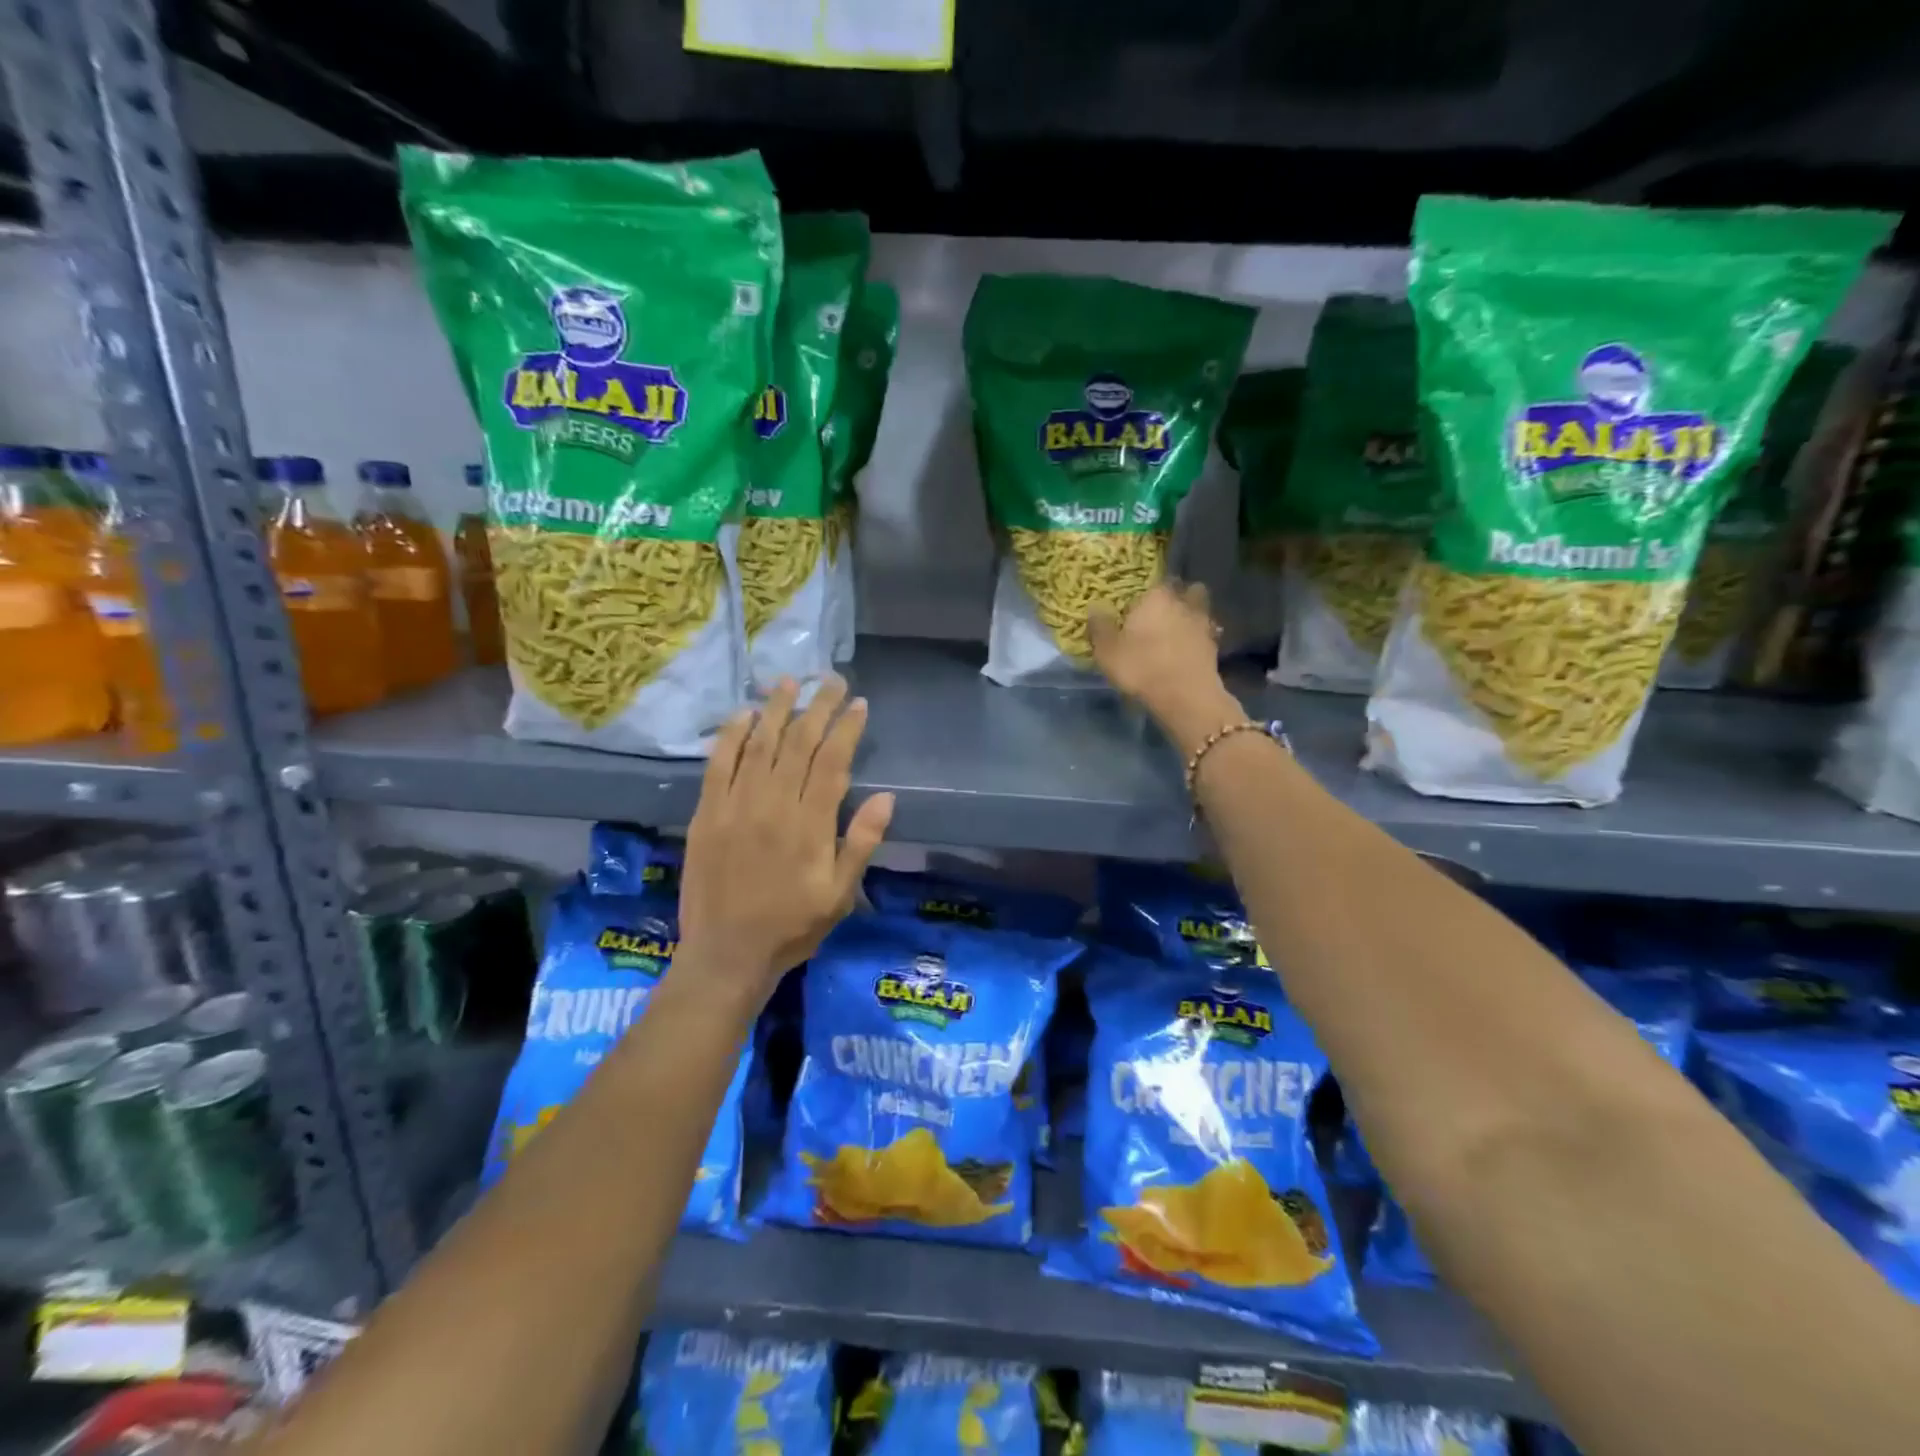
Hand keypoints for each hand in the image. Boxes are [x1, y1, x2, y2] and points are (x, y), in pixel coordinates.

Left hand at [678, 676, 894, 994]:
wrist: (726, 954)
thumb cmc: (792, 927)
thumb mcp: (840, 894)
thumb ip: (861, 843)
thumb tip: (886, 797)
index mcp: (810, 824)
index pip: (832, 762)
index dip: (846, 728)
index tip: (858, 704)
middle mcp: (773, 805)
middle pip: (798, 743)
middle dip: (818, 707)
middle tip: (831, 680)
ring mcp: (736, 806)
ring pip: (760, 744)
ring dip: (777, 709)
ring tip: (790, 681)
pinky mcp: (708, 813)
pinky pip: (718, 764)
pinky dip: (731, 735)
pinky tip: (743, 714)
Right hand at [1088, 582, 1237, 745]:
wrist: (1185, 697)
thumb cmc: (1141, 667)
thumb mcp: (1107, 651)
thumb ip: (1099, 627)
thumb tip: (1095, 607)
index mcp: (1156, 596)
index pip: (1153, 580)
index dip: (1146, 589)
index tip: (1137, 600)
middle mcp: (1182, 602)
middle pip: (1184, 589)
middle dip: (1176, 595)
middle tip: (1160, 610)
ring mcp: (1202, 623)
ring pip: (1199, 608)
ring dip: (1191, 614)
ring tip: (1177, 628)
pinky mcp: (1214, 646)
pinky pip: (1206, 633)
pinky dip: (1198, 637)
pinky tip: (1188, 648)